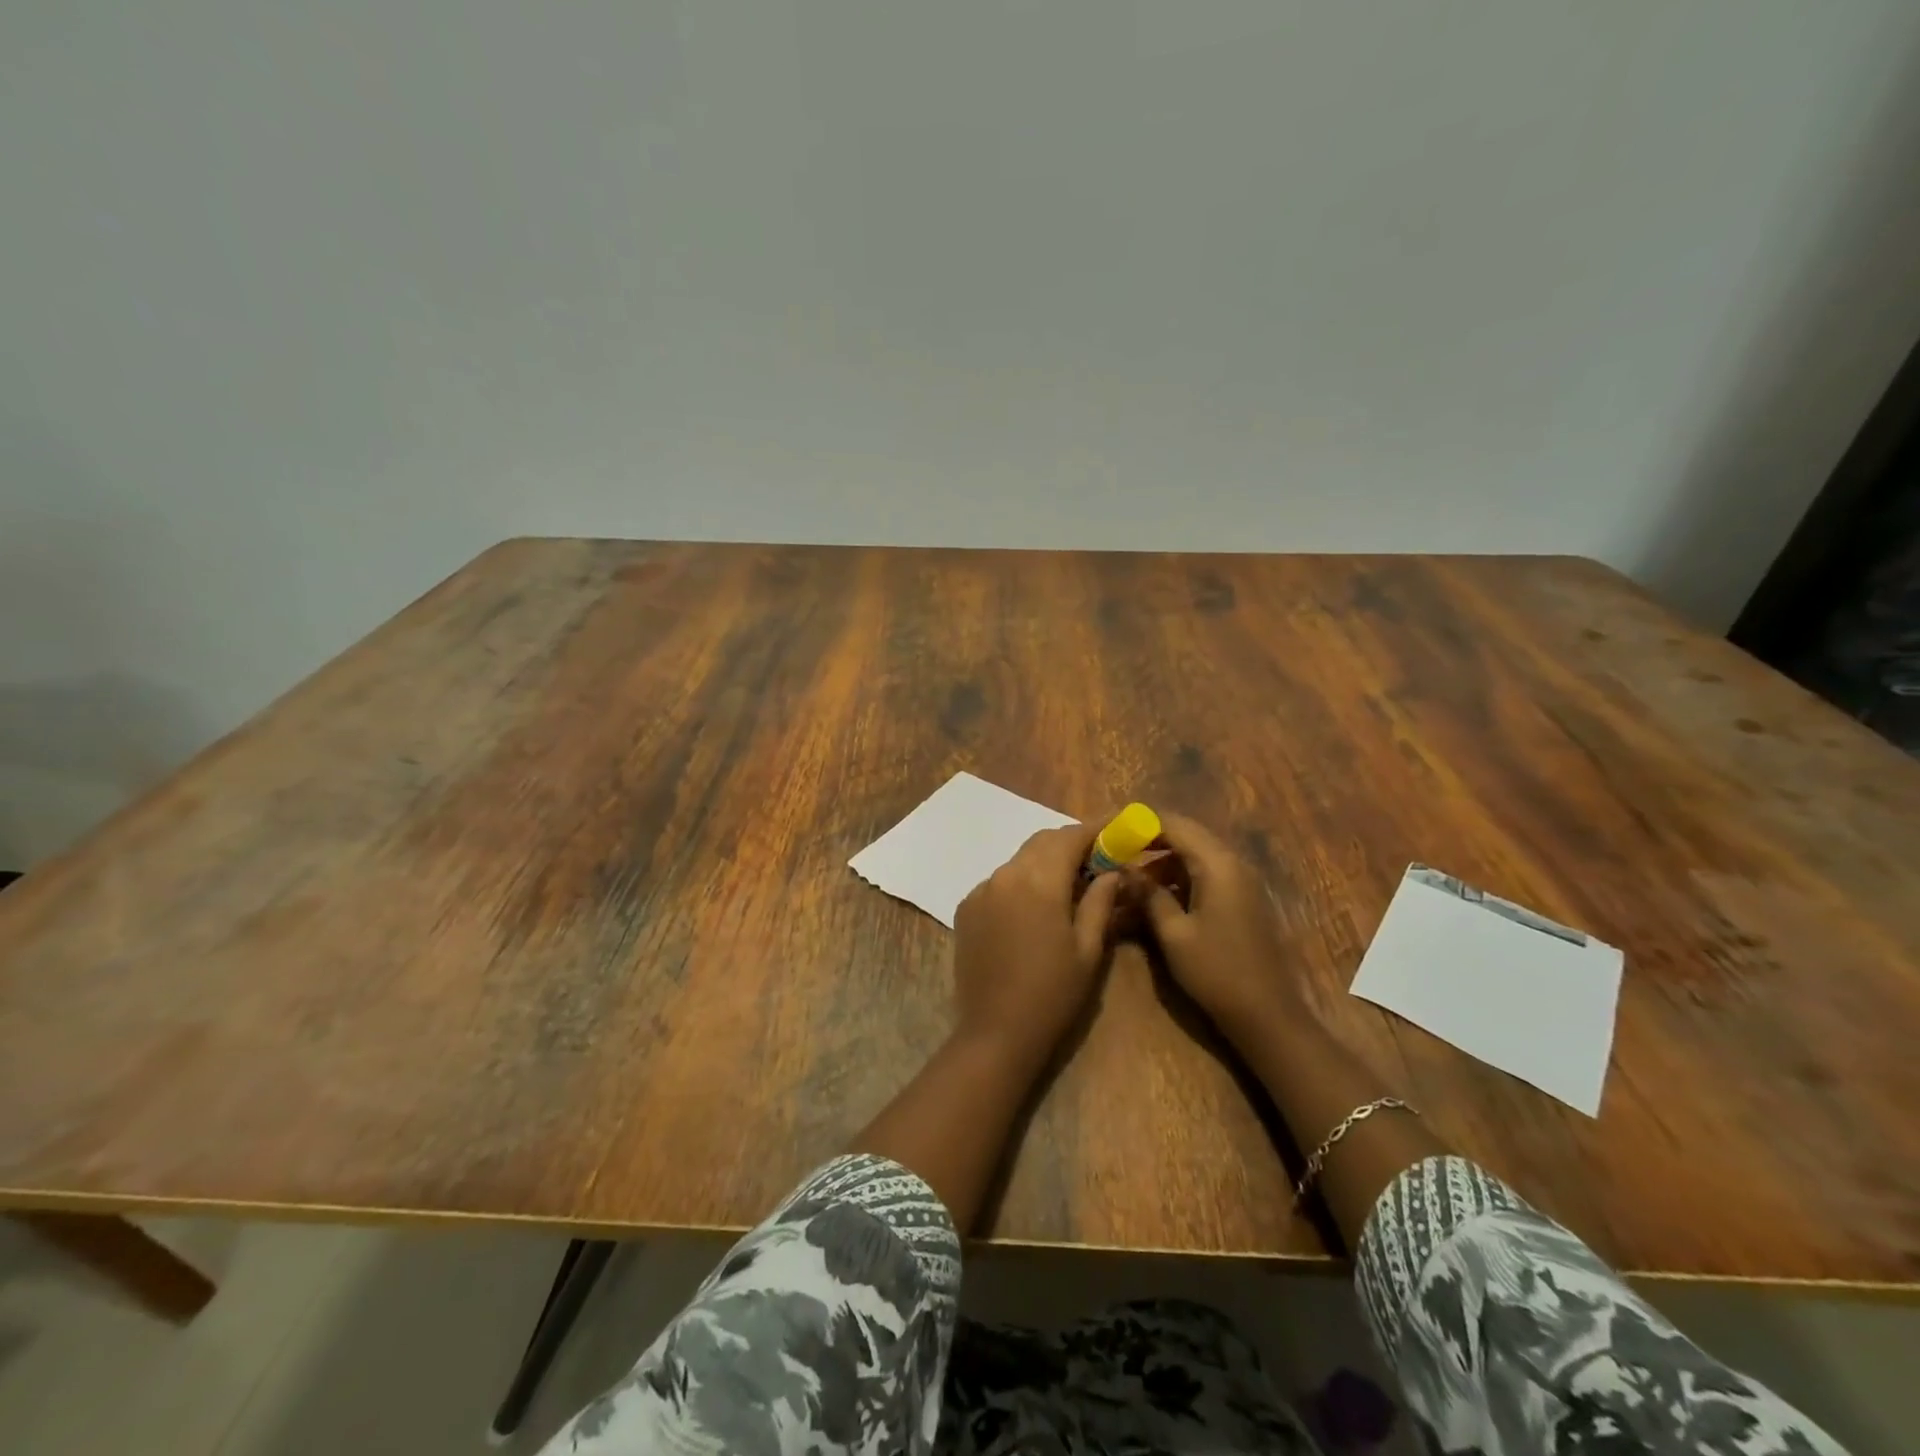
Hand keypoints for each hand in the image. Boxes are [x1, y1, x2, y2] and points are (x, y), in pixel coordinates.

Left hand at [952, 823, 1122, 1063]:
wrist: (996, 1032)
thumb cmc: (1053, 994)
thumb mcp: (1088, 950)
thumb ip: (1100, 901)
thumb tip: (1112, 870)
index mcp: (1039, 881)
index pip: (1070, 837)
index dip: (1095, 829)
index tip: (1116, 828)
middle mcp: (1005, 874)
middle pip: (1042, 842)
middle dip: (1070, 843)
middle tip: (1097, 858)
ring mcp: (981, 889)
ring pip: (1019, 859)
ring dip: (1045, 862)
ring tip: (1068, 883)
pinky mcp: (966, 907)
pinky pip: (1000, 881)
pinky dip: (1021, 881)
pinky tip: (1034, 907)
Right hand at [1134, 812, 1293, 1043]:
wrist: (1267, 1015)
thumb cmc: (1216, 971)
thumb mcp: (1173, 933)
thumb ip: (1148, 894)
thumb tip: (1123, 867)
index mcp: (1217, 864)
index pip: (1174, 824)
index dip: (1140, 823)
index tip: (1111, 831)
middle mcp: (1232, 863)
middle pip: (1185, 835)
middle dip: (1148, 841)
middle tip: (1116, 853)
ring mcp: (1240, 881)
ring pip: (1194, 855)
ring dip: (1161, 863)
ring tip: (1129, 881)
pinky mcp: (1241, 899)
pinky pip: (1205, 875)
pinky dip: (1178, 879)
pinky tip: (1155, 898)